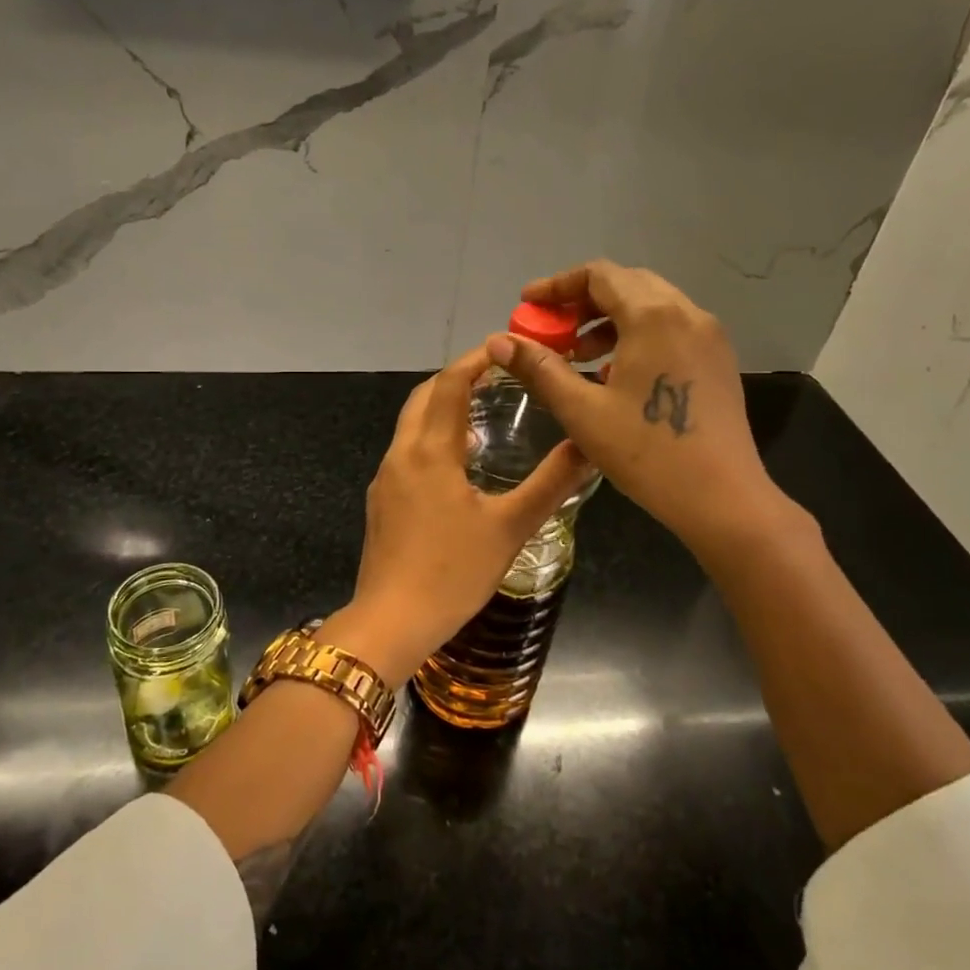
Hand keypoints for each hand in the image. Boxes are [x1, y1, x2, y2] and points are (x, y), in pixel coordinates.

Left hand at [345, 345, 594, 683]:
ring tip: (483, 414)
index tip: (505, 348)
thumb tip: (588, 446)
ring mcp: (386, 479)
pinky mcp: (381, 502)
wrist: (391, 622)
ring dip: (442, 409)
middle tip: (496, 377)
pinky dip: (432, 439)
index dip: (475, 360)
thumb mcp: (510, 527)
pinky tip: (459, 464)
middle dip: (456, 379)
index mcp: (430, 451)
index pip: (448, 384)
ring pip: (412, 425)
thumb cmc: (453, 572)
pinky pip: (407, 452)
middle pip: (423, 397)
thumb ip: (550, 483)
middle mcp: (401, 455)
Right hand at [486, 261, 787, 555]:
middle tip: (550, 330)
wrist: (722, 497)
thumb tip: (499, 341)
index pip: (598, 275)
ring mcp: (709, 335)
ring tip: (578, 355)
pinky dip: (636, 334)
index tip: (527, 306)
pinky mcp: (718, 360)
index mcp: (653, 316)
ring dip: (609, 319)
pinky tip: (616, 373)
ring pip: (651, 305)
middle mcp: (686, 312)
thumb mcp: (582, 411)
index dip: (557, 286)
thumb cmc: (646, 452)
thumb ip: (539, 368)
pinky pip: (671, 328)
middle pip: (626, 284)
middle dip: (582, 301)